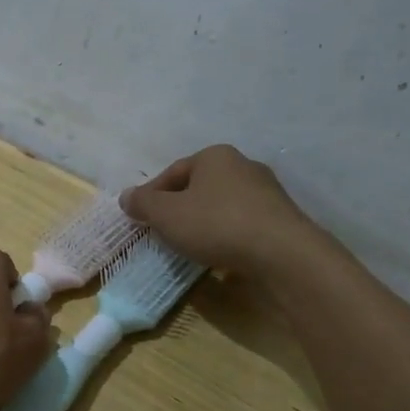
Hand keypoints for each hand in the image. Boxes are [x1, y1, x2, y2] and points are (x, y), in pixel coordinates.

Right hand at [121, 145, 323, 278]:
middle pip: (199, 187)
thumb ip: (143, 204)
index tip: (139, 218)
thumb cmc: (217, 224)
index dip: (151, 195)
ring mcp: (267, 193)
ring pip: (222, 206)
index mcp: (215, 156)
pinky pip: (242, 224)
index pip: (173, 172)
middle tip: (162, 231)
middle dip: (179, 207)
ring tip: (189, 246)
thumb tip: (126, 197)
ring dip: (204, 222)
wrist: (283, 255)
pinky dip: (227, 236)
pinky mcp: (281, 220)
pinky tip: (220, 254)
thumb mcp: (167, 214)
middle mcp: (243, 166)